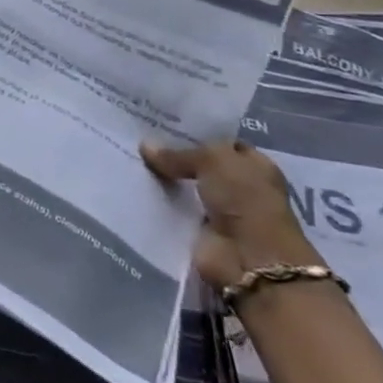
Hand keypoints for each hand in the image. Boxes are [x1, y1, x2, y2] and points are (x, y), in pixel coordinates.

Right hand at [141, 137, 320, 288]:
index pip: (221, 143)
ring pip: (185, 187)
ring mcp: (220, 211)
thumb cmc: (244, 200)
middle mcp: (239, 187)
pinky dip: (159, 204)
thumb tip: (146, 146)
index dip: (195, 134)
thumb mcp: (212, 160)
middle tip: (137, 139)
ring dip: (163, 180)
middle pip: (200, 166)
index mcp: (254, 165)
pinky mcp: (200, 232)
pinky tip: (133, 188)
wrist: (249, 258)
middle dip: (173, 156)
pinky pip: (175, 211)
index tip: (161, 125)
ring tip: (129, 160)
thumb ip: (178, 154)